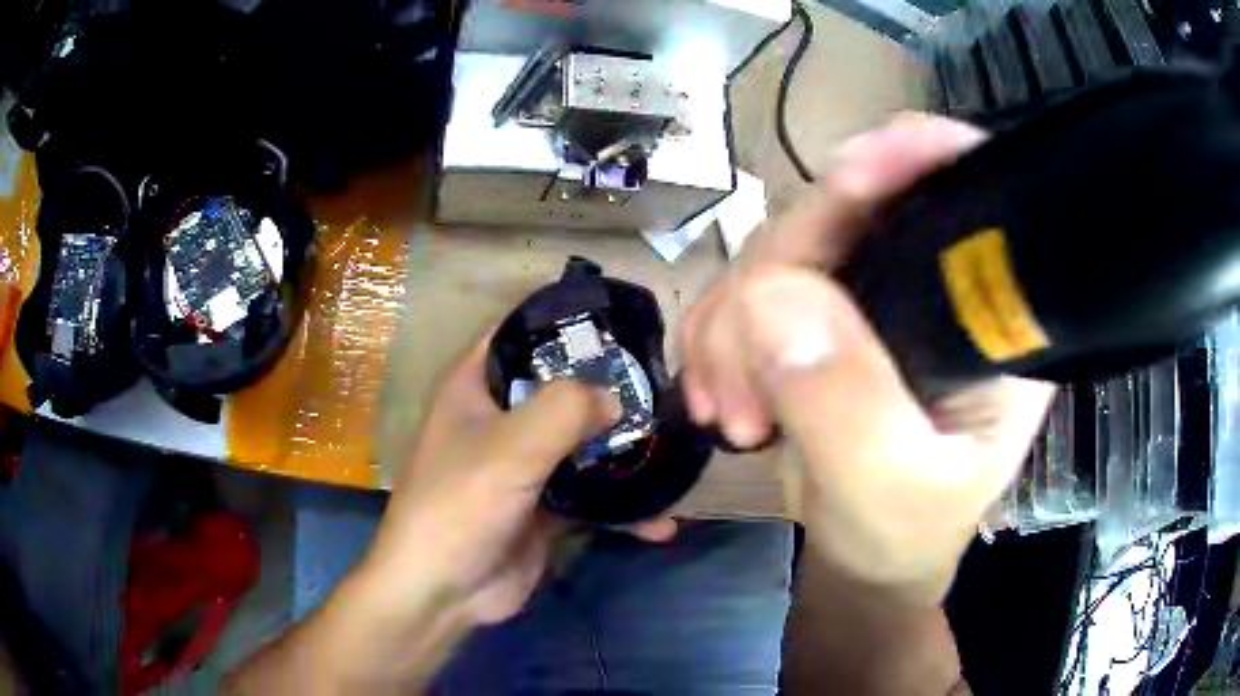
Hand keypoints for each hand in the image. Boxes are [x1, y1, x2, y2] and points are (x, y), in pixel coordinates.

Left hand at [229, 335, 674, 693]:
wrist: (444, 592)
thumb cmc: (460, 505)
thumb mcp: (510, 447)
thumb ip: (566, 410)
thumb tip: (619, 398)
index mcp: (476, 387)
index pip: (520, 332)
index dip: (564, 320)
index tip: (621, 321)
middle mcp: (500, 420)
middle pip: (561, 388)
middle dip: (610, 388)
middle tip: (665, 386)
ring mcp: (524, 466)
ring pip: (582, 444)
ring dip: (624, 451)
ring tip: (676, 449)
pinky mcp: (544, 508)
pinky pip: (592, 497)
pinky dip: (624, 510)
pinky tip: (663, 522)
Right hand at [679, 113, 1054, 602]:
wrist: (865, 558)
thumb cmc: (902, 534)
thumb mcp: (888, 490)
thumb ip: (846, 405)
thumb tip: (771, 296)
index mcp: (990, 313)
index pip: (965, 191)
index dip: (910, 158)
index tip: (845, 181)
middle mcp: (938, 281)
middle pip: (849, 208)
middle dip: (778, 279)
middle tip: (742, 385)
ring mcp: (874, 289)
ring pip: (784, 244)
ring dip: (734, 321)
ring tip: (731, 412)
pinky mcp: (825, 308)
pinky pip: (751, 283)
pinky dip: (720, 333)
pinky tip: (718, 394)